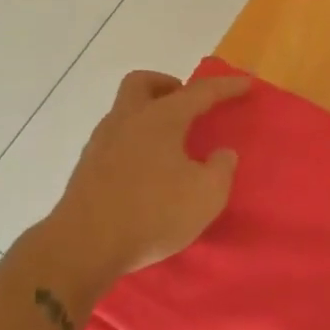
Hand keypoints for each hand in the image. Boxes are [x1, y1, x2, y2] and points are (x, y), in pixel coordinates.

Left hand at [45, 69, 250, 287]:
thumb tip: (222, 154)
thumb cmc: (152, 213)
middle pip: (143, 83)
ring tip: (170, 143)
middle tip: (187, 104)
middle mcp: (128, 120)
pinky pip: (115, 139)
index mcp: (161, 118)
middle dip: (167, 86)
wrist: (84, 246)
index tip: (246, 83)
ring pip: (125, 111)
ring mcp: (101, 142)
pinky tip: (146, 169)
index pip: (199, 92)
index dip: (226, 86)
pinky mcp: (86, 168)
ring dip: (148, 116)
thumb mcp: (206, 195)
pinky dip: (134, 142)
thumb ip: (221, 169)